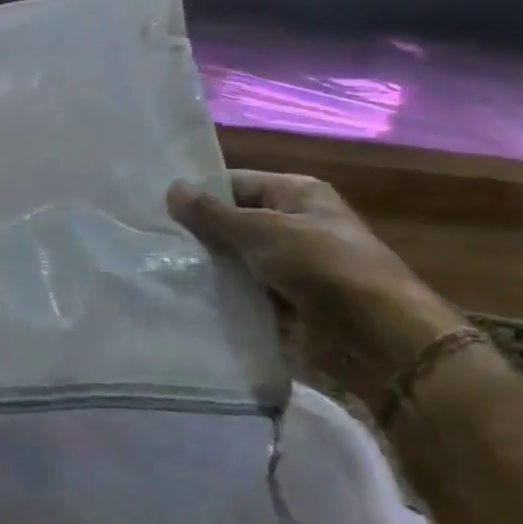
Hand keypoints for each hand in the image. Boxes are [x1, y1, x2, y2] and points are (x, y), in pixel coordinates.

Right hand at [169, 171, 466, 407]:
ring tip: (154, 267)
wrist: (375, 339)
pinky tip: (178, 295)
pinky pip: (237, 293)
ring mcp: (285, 268)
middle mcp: (290, 226)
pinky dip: (215, 295)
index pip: (233, 184)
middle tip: (147, 239)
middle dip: (195, 233)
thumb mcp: (264, 231)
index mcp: (296, 195)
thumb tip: (171, 188)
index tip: (153, 206)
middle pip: (229, 223)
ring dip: (202, 267)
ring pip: (230, 261)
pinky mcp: (279, 304)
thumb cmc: (324, 267)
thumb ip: (214, 214)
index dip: (197, 193)